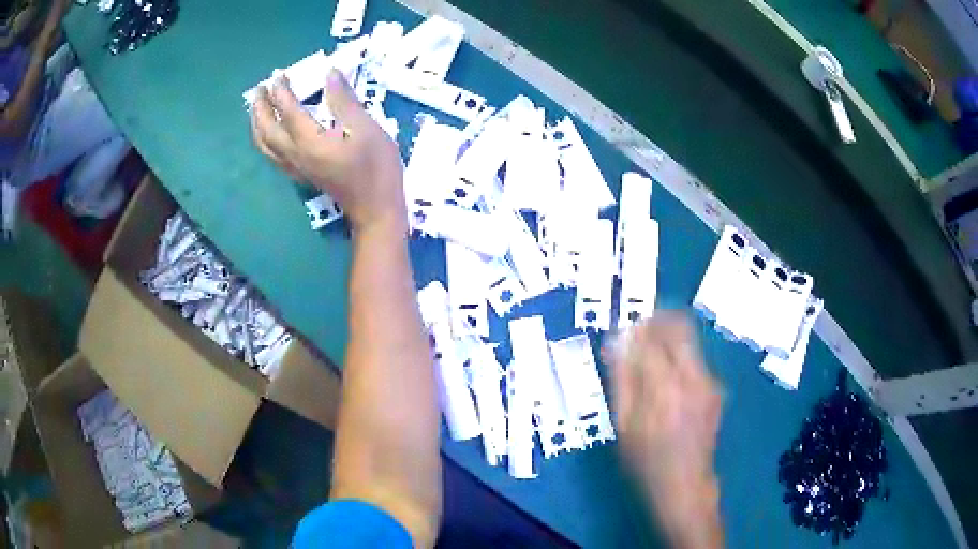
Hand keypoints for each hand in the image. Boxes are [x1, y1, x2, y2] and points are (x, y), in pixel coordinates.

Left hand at [250, 69, 407, 237]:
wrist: (375, 209)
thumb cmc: (375, 168)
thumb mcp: (366, 128)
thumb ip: (344, 100)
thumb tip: (330, 74)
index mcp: (309, 141)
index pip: (287, 110)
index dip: (281, 91)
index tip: (279, 74)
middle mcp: (295, 154)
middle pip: (267, 130)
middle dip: (260, 108)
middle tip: (260, 89)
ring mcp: (296, 167)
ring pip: (265, 145)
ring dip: (258, 125)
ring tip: (258, 109)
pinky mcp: (301, 175)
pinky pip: (273, 155)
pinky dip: (265, 140)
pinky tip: (271, 134)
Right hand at [609, 312, 722, 547]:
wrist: (686, 485)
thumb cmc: (646, 461)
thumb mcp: (623, 425)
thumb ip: (622, 379)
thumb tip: (617, 342)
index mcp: (665, 388)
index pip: (652, 337)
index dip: (636, 328)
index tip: (623, 330)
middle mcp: (693, 377)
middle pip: (680, 327)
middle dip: (658, 321)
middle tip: (639, 331)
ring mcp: (710, 382)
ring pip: (690, 339)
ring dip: (669, 338)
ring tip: (650, 357)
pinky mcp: (716, 389)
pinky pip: (696, 359)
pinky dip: (679, 356)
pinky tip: (667, 379)